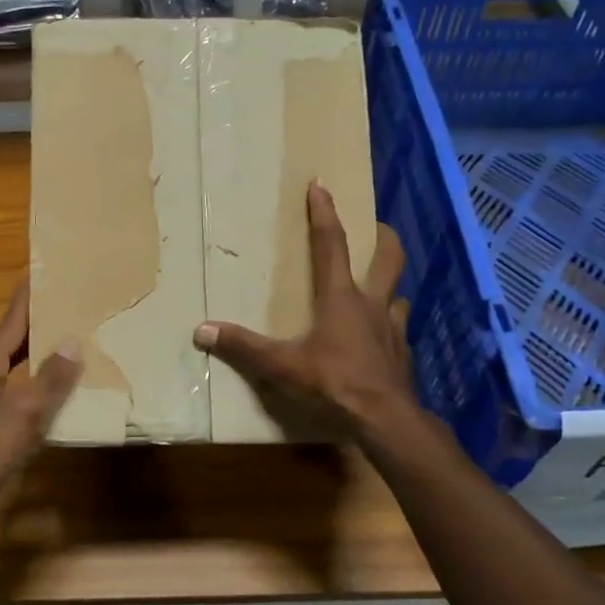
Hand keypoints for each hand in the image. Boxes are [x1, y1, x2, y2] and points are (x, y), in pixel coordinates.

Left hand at [0, 281, 79, 535]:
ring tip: (68, 349)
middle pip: (11, 344)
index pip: (11, 322)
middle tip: (67, 307)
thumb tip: (72, 341)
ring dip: (37, 360)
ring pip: (14, 373)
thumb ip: (50, 378)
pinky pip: (15, 401)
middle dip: (37, 326)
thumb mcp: (24, 411)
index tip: (39, 271)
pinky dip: (35, 393)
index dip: (26, 297)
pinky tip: (54, 403)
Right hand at [193, 181, 414, 443]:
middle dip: (384, 238)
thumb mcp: (281, 365)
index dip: (324, 213)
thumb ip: (243, 346)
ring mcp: (393, 330)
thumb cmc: (334, 382)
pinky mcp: (402, 355)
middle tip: (379, 226)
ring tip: (377, 291)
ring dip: (389, 288)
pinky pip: (398, 331)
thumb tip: (201, 330)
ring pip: (398, 296)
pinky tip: (379, 341)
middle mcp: (372, 305)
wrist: (385, 419)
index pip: (331, 244)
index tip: (321, 185)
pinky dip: (389, 328)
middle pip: (388, 259)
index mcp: (341, 297)